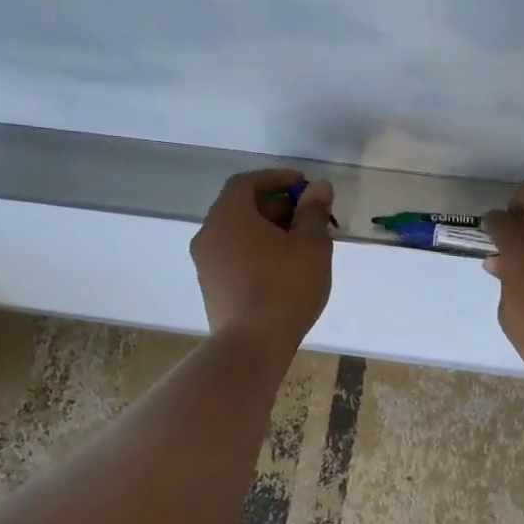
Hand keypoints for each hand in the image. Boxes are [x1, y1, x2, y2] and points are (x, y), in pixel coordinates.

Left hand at [190, 169, 334, 349]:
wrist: (253, 344)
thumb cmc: (285, 285)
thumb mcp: (311, 244)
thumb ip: (313, 211)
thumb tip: (318, 187)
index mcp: (229, 215)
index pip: (246, 182)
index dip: (276, 178)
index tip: (303, 185)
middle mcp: (209, 234)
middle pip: (241, 208)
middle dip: (276, 207)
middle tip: (308, 218)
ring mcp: (205, 264)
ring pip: (237, 235)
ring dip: (267, 231)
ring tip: (300, 245)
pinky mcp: (210, 289)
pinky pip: (234, 257)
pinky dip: (256, 252)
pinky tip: (283, 270)